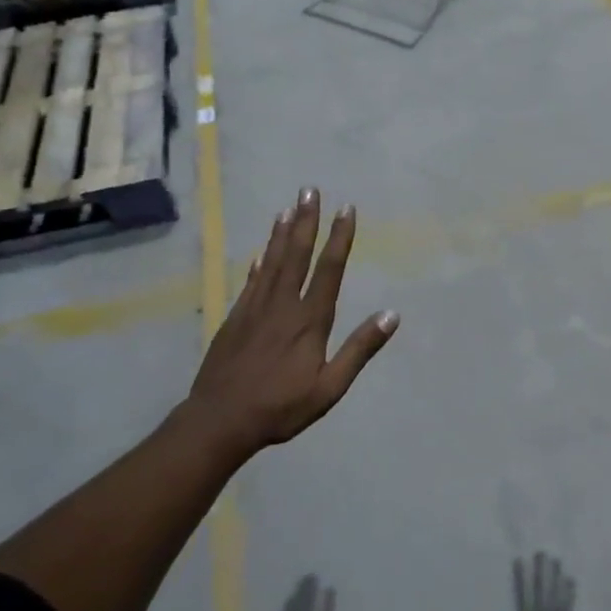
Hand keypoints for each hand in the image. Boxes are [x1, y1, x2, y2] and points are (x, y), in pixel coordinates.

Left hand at [185, 189, 397, 457]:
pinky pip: (251, 281)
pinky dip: (259, 262)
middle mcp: (282, 305)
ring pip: (271, 262)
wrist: (219, 420)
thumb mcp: (330, 387)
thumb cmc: (280, 407)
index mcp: (309, 320)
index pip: (329, 270)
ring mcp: (255, 309)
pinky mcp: (235, 318)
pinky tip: (261, 252)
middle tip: (310, 189)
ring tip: (288, 207)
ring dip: (281, 233)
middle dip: (306, 221)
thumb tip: (391, 314)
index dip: (339, 238)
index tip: (346, 209)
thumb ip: (359, 349)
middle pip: (296, 255)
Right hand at [479, 553, 573, 610]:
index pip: (522, 594)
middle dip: (540, 570)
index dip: (520, 576)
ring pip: (556, 594)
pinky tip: (571, 579)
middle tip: (541, 552)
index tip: (519, 559)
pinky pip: (569, 606)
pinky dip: (570, 592)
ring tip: (557, 559)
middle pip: (541, 589)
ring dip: (556, 576)